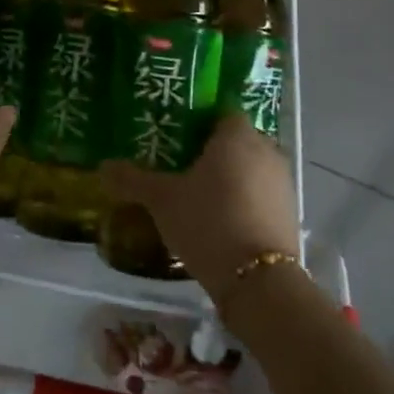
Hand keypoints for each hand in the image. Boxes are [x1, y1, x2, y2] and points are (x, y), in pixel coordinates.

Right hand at [102, 115, 299, 298]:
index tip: (176, 135)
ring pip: (250, 168)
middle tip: (180, 163)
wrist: (258, 282)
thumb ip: (133, 180)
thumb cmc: (208, 222)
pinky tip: (219, 219)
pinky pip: (261, 195)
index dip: (200, 120)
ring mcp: (282, 183)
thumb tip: (103, 166)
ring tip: (197, 193)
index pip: (221, 112)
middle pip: (236, 140)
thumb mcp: (162, 200)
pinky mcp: (290, 213)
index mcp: (237, 136)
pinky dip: (244, 200)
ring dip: (230, 177)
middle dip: (212, 150)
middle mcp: (266, 151)